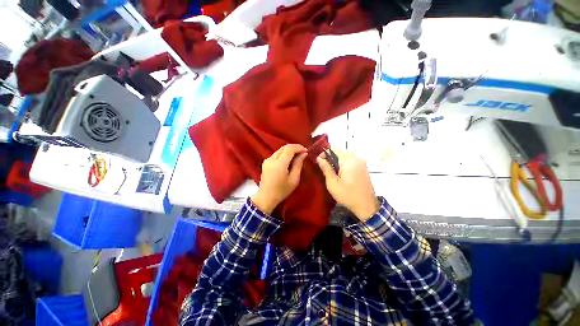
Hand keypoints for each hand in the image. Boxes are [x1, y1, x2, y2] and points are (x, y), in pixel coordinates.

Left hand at [251, 144, 307, 213]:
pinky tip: (288, 160)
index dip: (299, 147)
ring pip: (280, 150)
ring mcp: (267, 160)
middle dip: (294, 148)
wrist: (266, 198)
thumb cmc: (282, 190)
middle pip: (284, 147)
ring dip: (289, 151)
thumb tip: (303, 154)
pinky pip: (276, 154)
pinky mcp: (265, 162)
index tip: (306, 151)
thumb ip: (298, 164)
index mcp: (279, 163)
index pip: (289, 148)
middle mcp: (272, 159)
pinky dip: (284, 154)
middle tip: (303, 153)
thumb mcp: (294, 179)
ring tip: (297, 156)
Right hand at [317, 149, 378, 220]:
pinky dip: (343, 164)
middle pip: (340, 151)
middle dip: (330, 157)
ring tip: (330, 171)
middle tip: (323, 167)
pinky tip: (340, 174)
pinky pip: (351, 161)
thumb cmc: (347, 195)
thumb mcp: (332, 183)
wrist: (367, 206)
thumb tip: (319, 158)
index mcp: (349, 160)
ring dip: (336, 161)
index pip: (334, 148)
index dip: (325, 153)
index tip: (319, 161)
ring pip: (345, 156)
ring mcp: (361, 163)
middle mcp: (356, 158)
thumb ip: (326, 168)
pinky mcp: (363, 168)